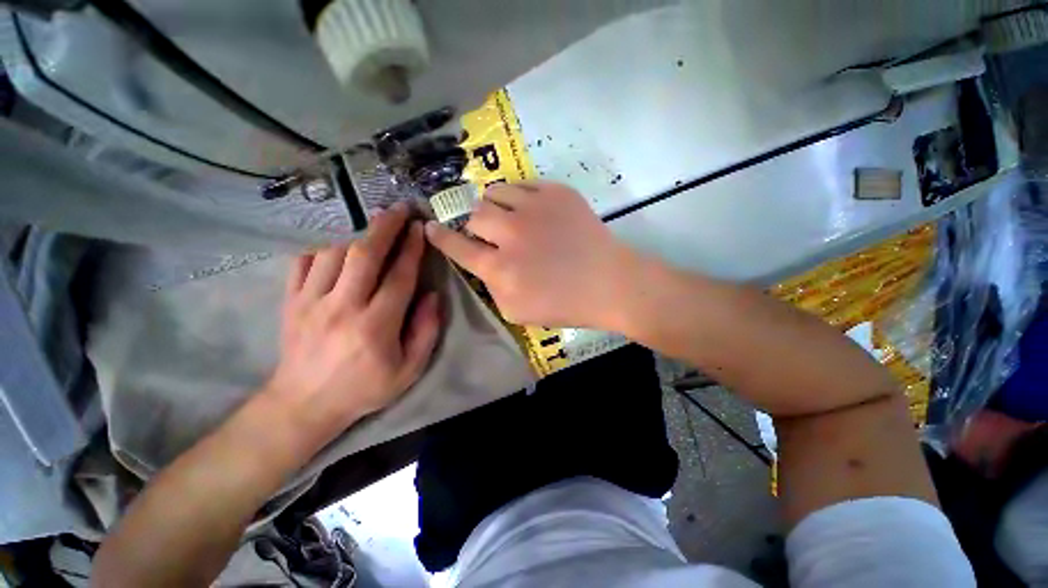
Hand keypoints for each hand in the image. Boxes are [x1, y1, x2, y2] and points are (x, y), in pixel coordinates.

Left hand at [265, 203, 440, 446]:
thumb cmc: (364, 388)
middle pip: (365, 255)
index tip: (420, 228)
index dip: (412, 249)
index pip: (399, 277)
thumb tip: (432, 295)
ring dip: (356, 228)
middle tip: (399, 208)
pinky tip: (336, 232)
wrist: (303, 404)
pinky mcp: (290, 300)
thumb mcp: (409, 369)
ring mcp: (311, 301)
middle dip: (385, 226)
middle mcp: (343, 307)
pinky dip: (321, 241)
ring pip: (333, 251)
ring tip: (372, 215)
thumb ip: (426, 331)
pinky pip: (303, 260)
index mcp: (376, 326)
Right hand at [425, 181, 635, 328]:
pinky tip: (528, 209)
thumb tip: (482, 264)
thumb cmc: (565, 304)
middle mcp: (511, 233)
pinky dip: (517, 196)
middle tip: (490, 233)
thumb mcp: (517, 311)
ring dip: (495, 207)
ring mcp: (534, 207)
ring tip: (508, 217)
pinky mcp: (555, 192)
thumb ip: (491, 288)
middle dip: (476, 225)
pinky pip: (521, 184)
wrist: (608, 283)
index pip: (457, 246)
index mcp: (500, 268)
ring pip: (494, 193)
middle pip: (474, 215)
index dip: (440, 236)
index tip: (429, 227)